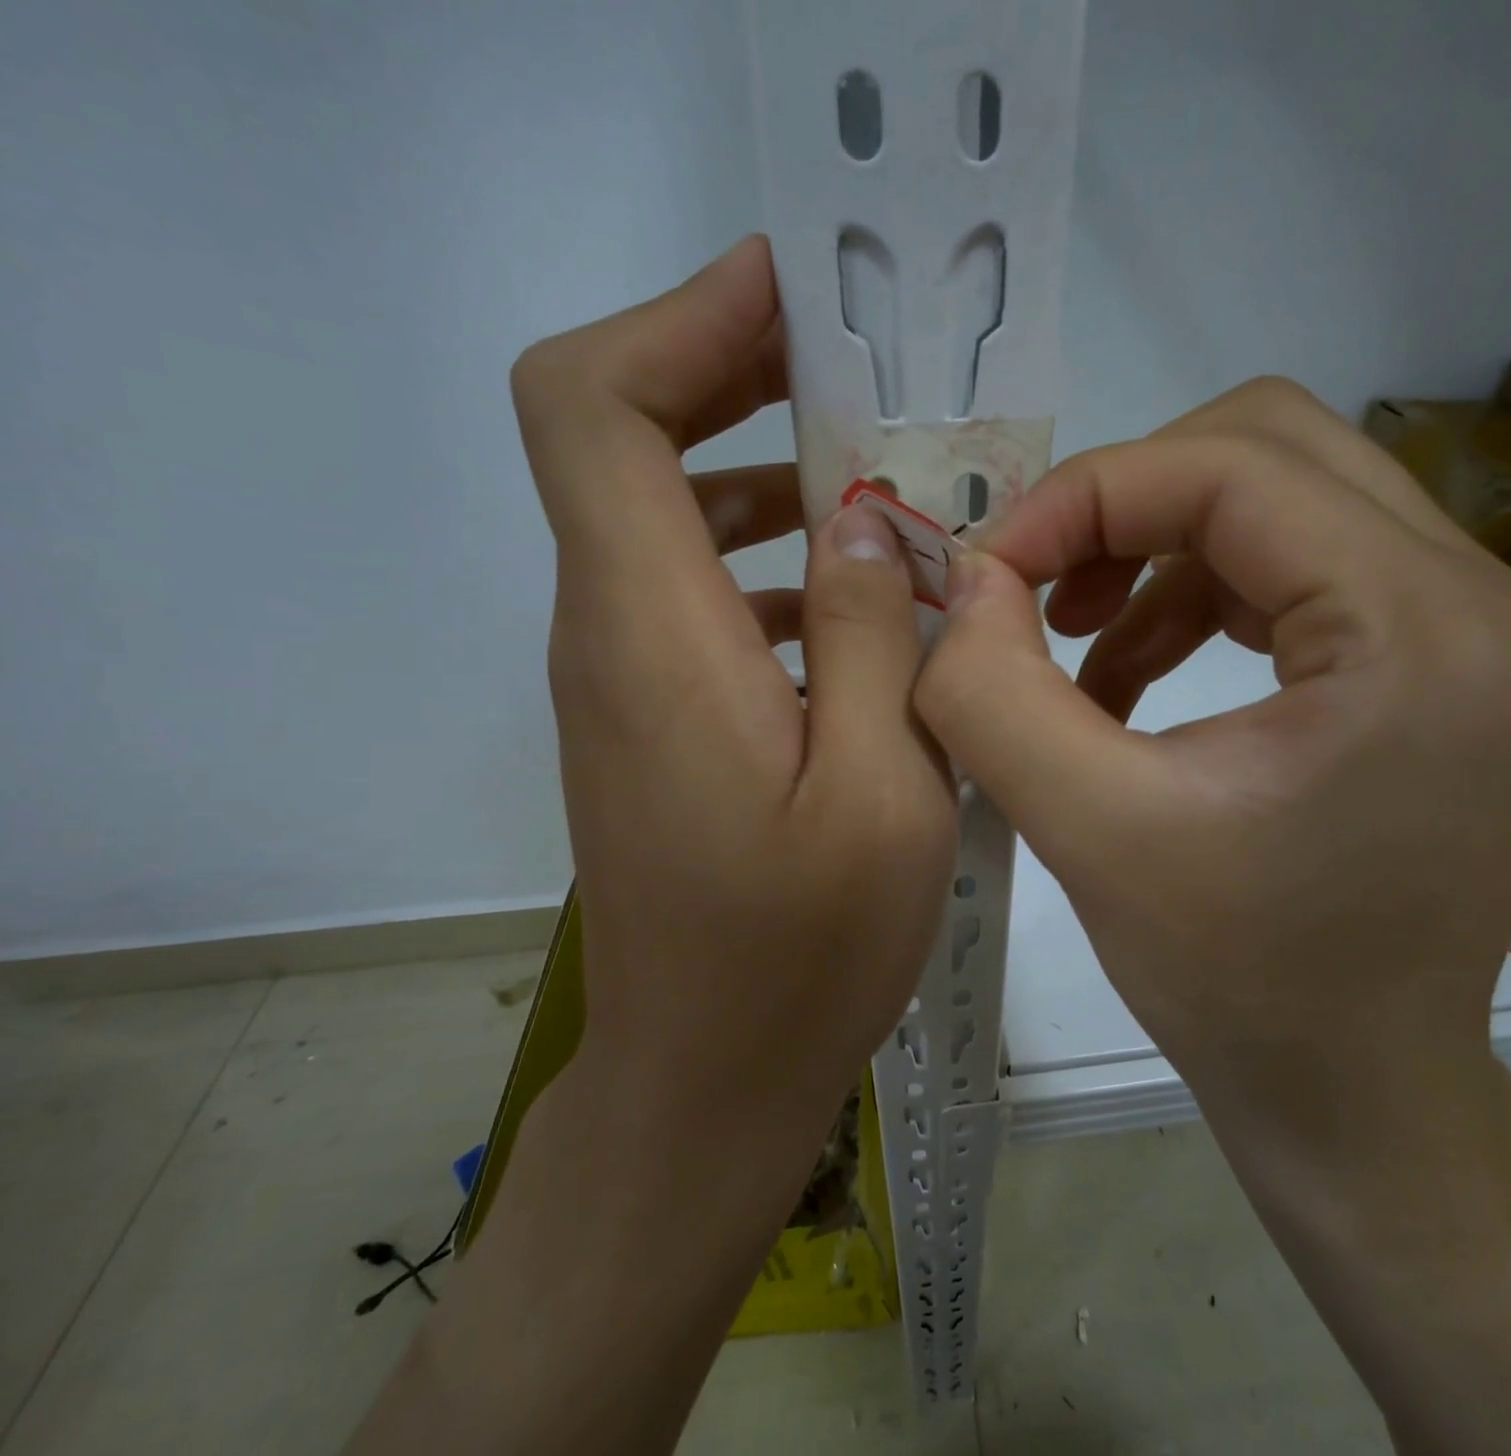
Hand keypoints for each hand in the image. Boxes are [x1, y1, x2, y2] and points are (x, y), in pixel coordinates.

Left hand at [513, 234, 954, 1107]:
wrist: (705, 1080)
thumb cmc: (800, 955)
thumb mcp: (881, 791)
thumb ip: (870, 638)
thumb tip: (860, 519)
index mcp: (654, 636)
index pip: (592, 407)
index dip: (679, 321)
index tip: (791, 294)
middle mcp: (611, 636)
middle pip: (618, 439)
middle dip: (730, 373)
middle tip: (857, 368)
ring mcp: (625, 682)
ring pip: (665, 517)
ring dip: (764, 471)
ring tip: (883, 478)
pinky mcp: (655, 722)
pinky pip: (694, 594)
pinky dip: (769, 559)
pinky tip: (859, 596)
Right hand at [918, 377, 1510, 1136]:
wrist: (1357, 1096)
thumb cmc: (1240, 986)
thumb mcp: (1089, 834)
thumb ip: (993, 693)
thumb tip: (964, 580)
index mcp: (1421, 629)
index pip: (1232, 467)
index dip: (1086, 495)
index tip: (992, 570)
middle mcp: (1473, 599)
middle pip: (1270, 448)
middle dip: (1127, 500)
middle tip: (1042, 587)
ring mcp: (1463, 630)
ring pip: (1279, 500)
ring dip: (1155, 550)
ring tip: (1079, 644)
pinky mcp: (1428, 666)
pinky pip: (1293, 569)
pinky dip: (1193, 597)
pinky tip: (1128, 679)